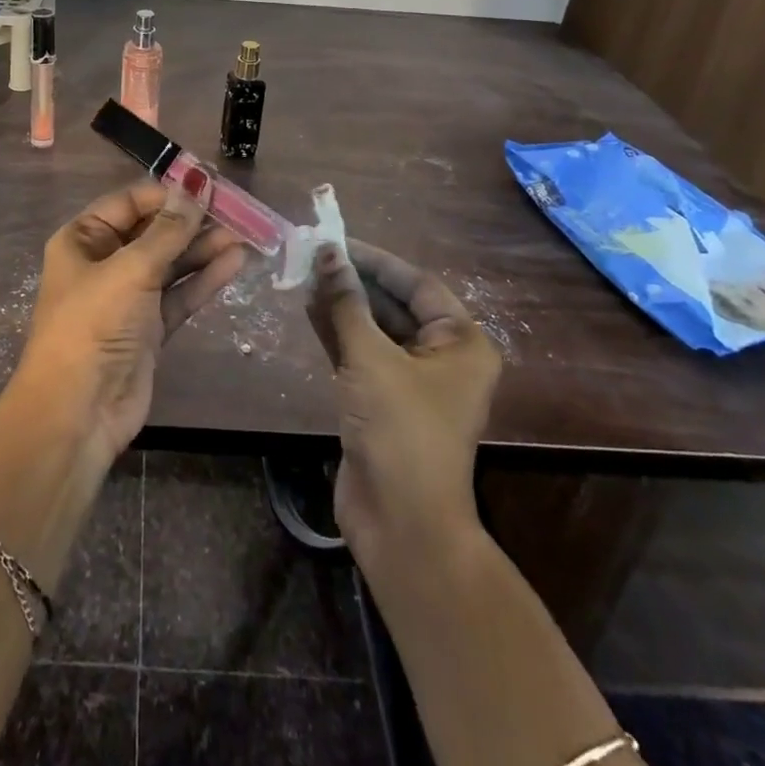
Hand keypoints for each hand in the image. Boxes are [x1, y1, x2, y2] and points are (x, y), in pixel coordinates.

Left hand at [18, 182, 246, 457]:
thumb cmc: (93, 326)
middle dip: (192, 221)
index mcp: (83, 240)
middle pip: (153, 232)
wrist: (78, 413)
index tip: (209, 185)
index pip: (130, 203)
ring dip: (204, 248)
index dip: (168, 194)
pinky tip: (235, 261)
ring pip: (171, 263)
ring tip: (245, 232)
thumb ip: (169, 231)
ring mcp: (128, 298)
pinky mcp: (149, 328)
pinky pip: (180, 294)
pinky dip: (205, 279)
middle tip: (236, 209)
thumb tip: (196, 185)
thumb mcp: (130, 270)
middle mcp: (104, 263)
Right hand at [305, 240, 501, 565]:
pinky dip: (336, 332)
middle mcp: (442, 358)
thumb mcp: (370, 357)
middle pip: (394, 304)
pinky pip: (360, 353)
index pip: (417, 284)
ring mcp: (411, 382)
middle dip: (353, 281)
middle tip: (311, 257)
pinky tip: (308, 309)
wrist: (401, 524)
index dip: (375, 260)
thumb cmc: (400, 430)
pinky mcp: (383, 401)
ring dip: (341, 304)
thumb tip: (327, 252)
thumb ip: (346, 302)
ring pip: (374, 328)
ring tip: (303, 276)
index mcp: (461, 343)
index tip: (335, 241)